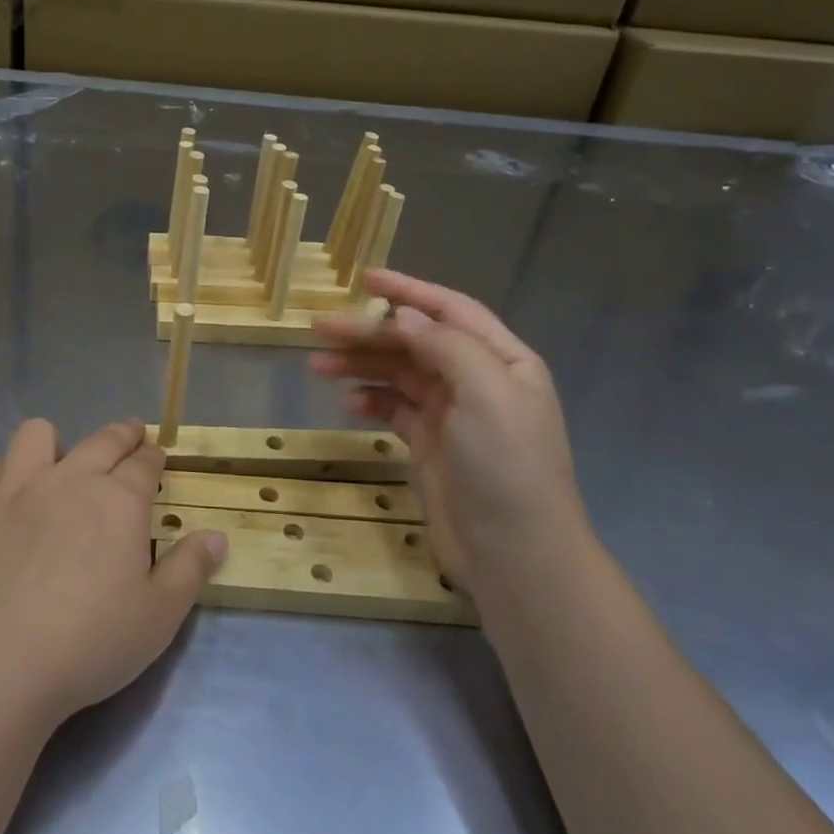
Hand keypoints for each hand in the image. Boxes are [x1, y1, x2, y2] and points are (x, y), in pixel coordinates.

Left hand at [0, 419, 226, 728]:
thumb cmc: (86, 644)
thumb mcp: (158, 617)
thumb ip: (190, 570)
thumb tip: (218, 536)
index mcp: (118, 501)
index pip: (144, 463)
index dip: (154, 456)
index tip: (157, 453)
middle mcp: (70, 479)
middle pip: (102, 441)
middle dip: (122, 434)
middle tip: (130, 435)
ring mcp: (17, 487)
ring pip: (39, 434)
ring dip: (57, 443)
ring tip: (60, 464)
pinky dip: (7, 473)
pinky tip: (10, 497)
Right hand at [312, 270, 587, 587]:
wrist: (515, 555)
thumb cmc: (505, 465)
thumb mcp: (486, 393)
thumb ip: (445, 346)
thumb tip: (403, 315)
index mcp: (501, 360)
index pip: (449, 311)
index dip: (407, 291)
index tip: (364, 279)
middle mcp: (477, 380)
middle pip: (415, 341)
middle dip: (369, 331)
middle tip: (319, 327)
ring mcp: (452, 414)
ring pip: (398, 374)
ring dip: (360, 364)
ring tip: (317, 364)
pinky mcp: (430, 444)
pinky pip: (393, 408)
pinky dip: (369, 400)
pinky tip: (347, 404)